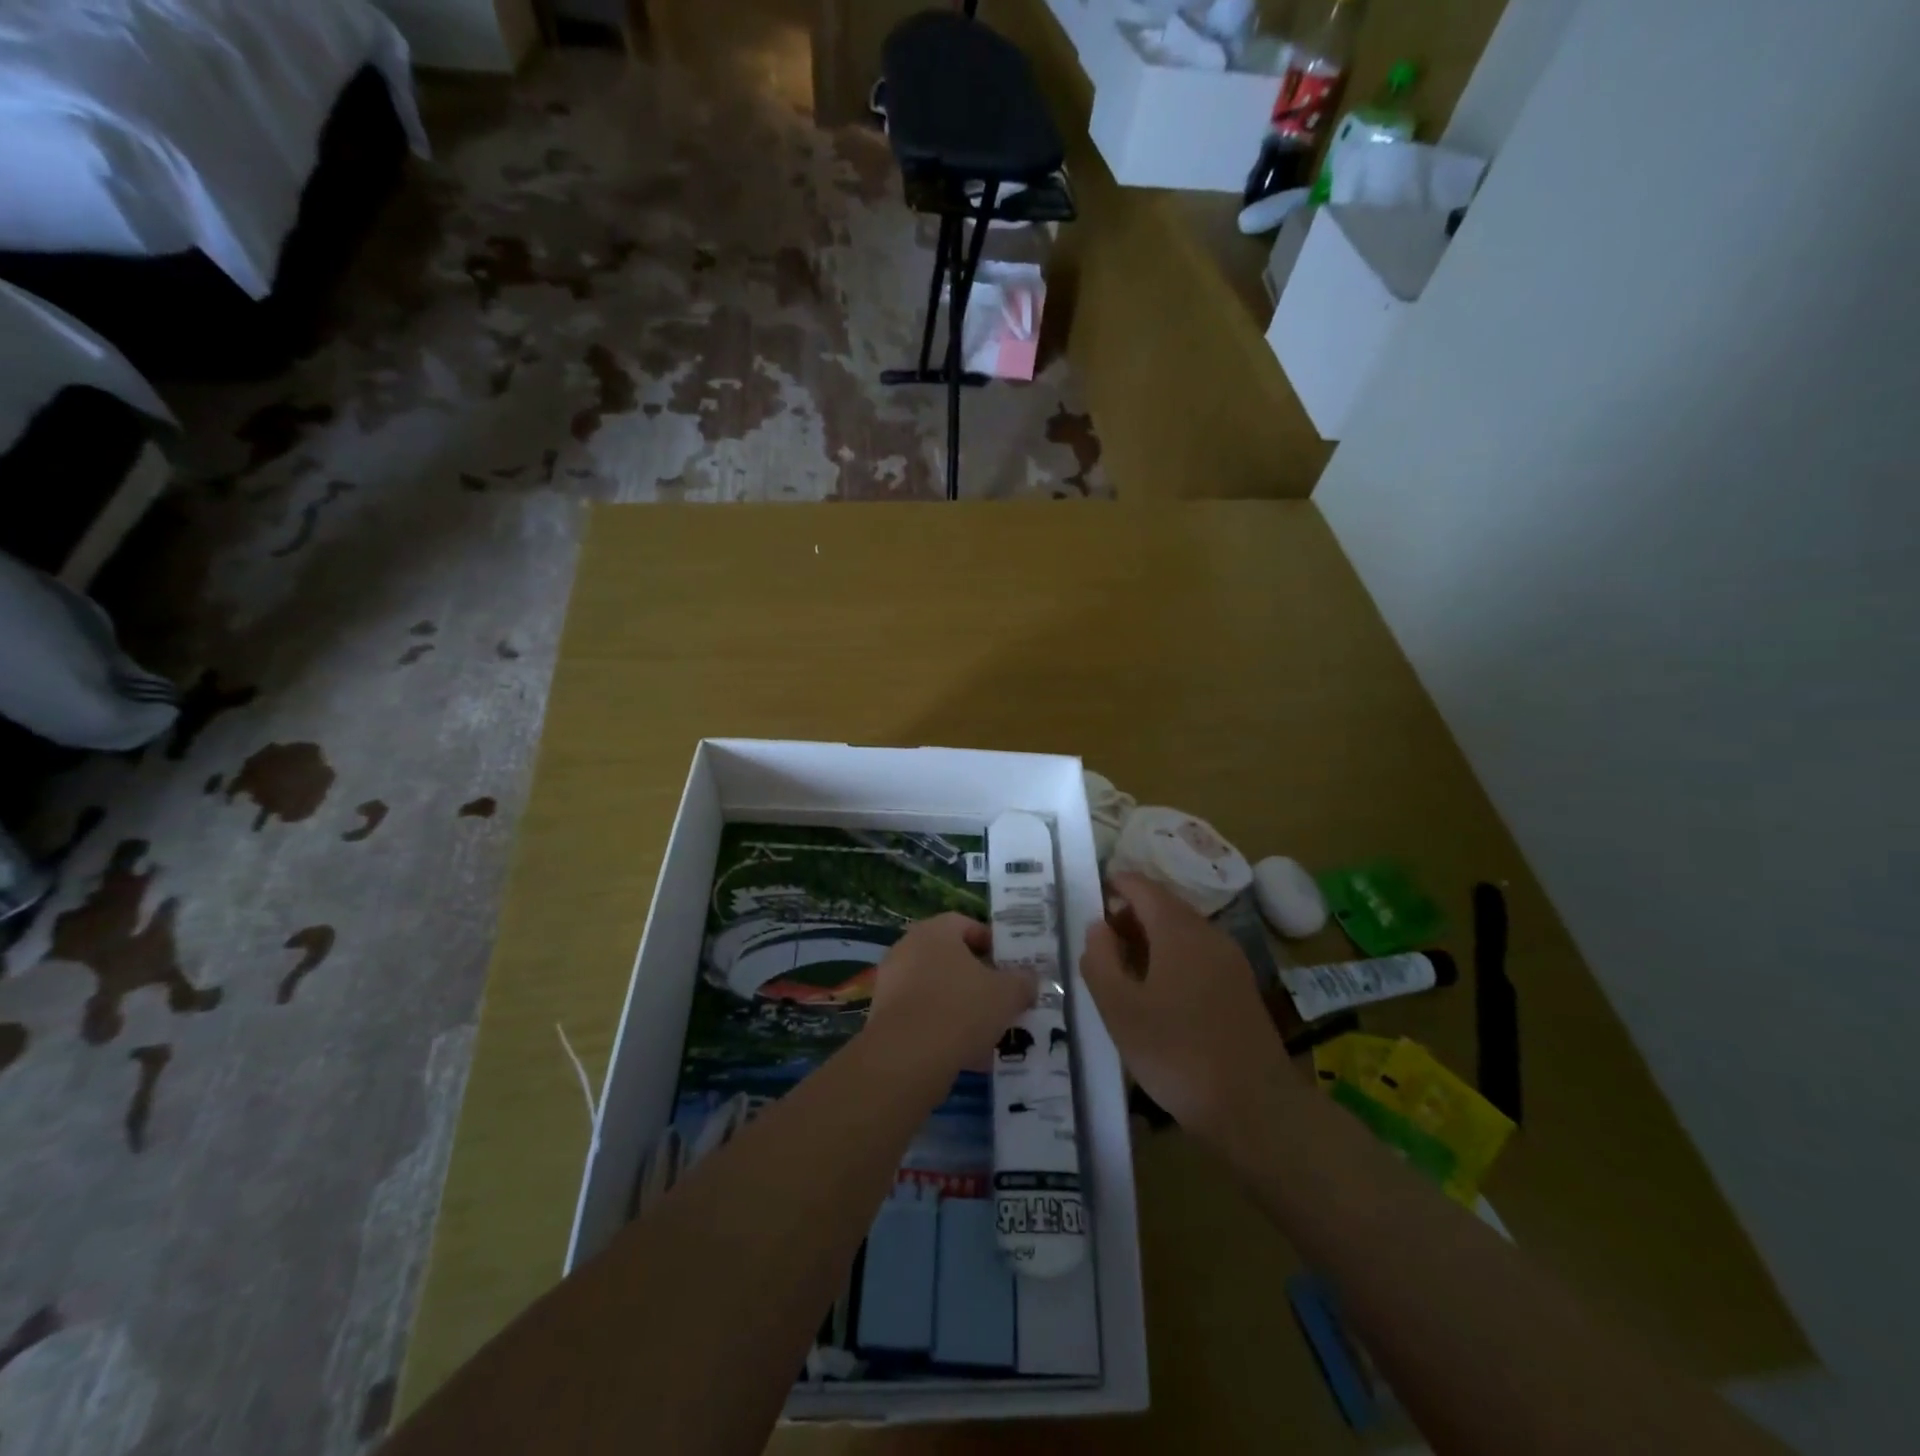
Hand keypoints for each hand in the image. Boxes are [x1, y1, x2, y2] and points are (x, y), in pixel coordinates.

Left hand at [863, 913, 1035, 1093]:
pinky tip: (965, 1053)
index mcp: (935, 931)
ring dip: (960, 1005)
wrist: (906, 1057)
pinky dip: (942, 1028)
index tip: (1009, 966)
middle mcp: (908, 948)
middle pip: (950, 957)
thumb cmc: (961, 1009)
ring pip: (936, 989)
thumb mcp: (1007, 994)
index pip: (965, 924)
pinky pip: (921, 1015)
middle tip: (1000, 998)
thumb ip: (1022, 982)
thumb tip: (1029, 979)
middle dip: (976, 978)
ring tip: (987, 1031)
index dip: (990, 942)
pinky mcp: (883, 1016)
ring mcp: (891, 982)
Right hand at [1080, 872, 1297, 1142]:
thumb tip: (1098, 926)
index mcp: (1178, 930)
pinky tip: (1155, 992)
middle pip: (1164, 907)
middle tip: (1098, 940)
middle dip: (1129, 915)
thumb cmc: (1176, 1052)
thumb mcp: (1119, 1008)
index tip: (1090, 894)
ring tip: (1121, 968)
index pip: (1143, 887)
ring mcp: (1230, 961)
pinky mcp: (1240, 988)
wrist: (1255, 1108)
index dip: (1115, 884)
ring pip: (1182, 932)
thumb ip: (1100, 960)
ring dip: (1149, 938)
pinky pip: (1198, 955)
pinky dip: (1171, 957)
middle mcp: (1209, 934)